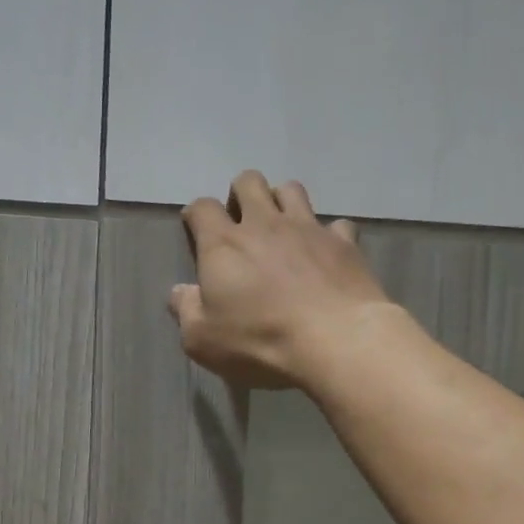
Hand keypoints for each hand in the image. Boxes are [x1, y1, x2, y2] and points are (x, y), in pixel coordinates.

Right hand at [171, 171, 394, 389]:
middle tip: (242, 223)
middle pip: (249, 182)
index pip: (202, 208)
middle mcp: (264, 224)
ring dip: (282, 202)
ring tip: (282, 228)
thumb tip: (179, 292)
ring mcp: (308, 228)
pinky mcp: (344, 243)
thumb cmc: (260, 341)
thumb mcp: (203, 340)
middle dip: (241, 194)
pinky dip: (329, 235)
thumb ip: (186, 311)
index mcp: (223, 245)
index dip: (196, 215)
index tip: (196, 229)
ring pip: (291, 189)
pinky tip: (326, 254)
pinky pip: (336, 224)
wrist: (335, 340)